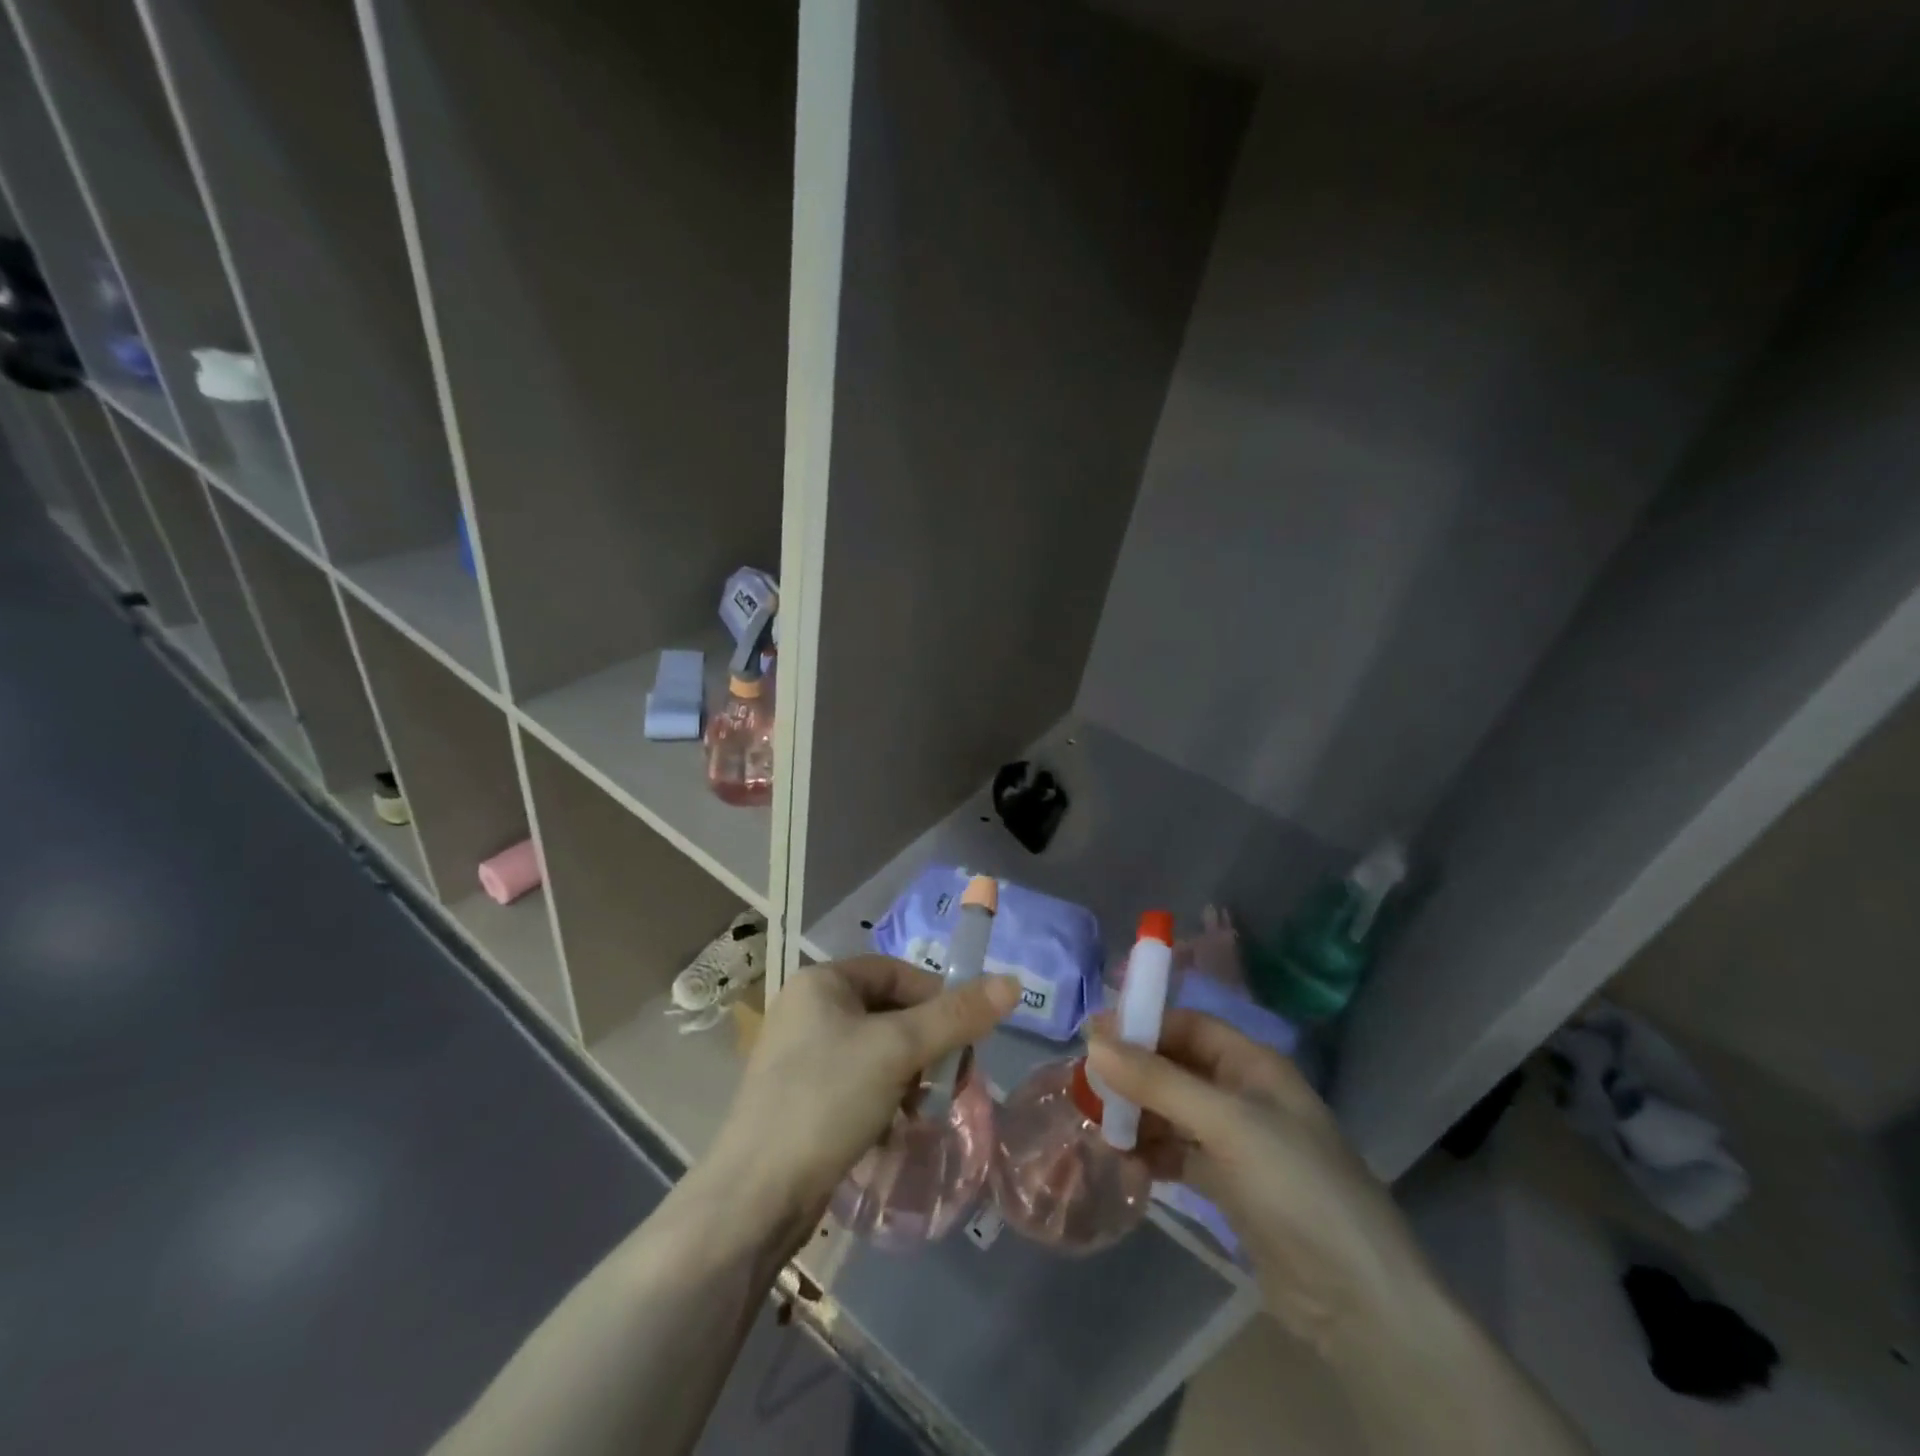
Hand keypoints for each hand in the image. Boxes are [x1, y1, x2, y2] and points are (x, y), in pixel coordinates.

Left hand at [707, 956, 1020, 1234]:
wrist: (755, 1197)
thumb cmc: (827, 1100)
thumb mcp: (899, 1050)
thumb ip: (957, 1016)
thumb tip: (1012, 982)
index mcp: (822, 981)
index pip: (898, 972)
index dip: (938, 999)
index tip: (967, 1038)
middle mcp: (808, 1009)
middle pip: (890, 1012)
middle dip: (927, 1046)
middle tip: (952, 1081)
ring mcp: (801, 1055)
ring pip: (878, 1051)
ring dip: (910, 1076)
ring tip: (924, 1111)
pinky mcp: (802, 1097)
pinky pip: (859, 1082)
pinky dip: (885, 1099)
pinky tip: (896, 1130)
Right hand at [1086, 1010, 1430, 1351]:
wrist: (1356, 1300)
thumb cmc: (1295, 1185)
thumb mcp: (1226, 1123)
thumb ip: (1159, 1082)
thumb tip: (1094, 1041)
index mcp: (1253, 1065)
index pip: (1189, 1026)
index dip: (1143, 1025)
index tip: (1094, 1037)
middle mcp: (1243, 1095)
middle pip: (1176, 1068)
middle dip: (1134, 1076)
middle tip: (1087, 1088)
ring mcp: (1237, 1142)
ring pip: (1173, 1112)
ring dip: (1139, 1117)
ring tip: (1104, 1132)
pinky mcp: (1229, 1185)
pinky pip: (1178, 1154)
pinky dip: (1152, 1155)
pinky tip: (1129, 1167)